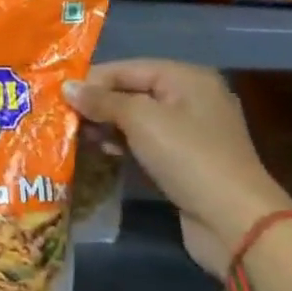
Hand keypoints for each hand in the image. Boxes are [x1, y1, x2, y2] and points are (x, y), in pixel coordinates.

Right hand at [63, 60, 290, 277]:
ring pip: (136, 120)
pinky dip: (123, 145)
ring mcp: (190, 132)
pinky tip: (101, 152)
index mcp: (186, 77)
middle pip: (131, 92)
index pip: (127, 68)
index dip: (91, 80)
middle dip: (97, 104)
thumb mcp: (140, 120)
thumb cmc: (187, 156)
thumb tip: (68, 87)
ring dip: (106, 127)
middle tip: (61, 118)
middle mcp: (190, 98)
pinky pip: (146, 144)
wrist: (235, 222)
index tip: (56, 95)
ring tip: (76, 136)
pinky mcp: (185, 162)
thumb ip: (102, 101)